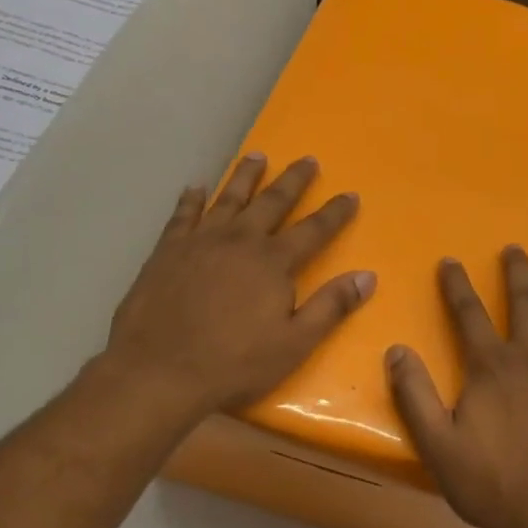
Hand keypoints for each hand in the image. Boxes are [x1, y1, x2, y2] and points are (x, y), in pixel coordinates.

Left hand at [95, 154, 373, 423]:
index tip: (351, 194)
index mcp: (273, 263)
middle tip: (307, 159)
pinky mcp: (167, 251)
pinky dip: (191, 198)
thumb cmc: (235, 364)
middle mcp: (239, 240)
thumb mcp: (295, 343)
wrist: (160, 371)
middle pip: (271, 202)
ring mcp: (199, 242)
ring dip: (245, 176)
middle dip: (293, 181)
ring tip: (257, 156)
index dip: (335, 213)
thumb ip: (331, 306)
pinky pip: (182, 214)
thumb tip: (367, 276)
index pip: (314, 230)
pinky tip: (196, 187)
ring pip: (228, 198)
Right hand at [387, 246, 527, 527]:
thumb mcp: (438, 444)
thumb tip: (396, 351)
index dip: (457, 286)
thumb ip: (414, 395)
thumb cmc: (491, 483)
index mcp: (491, 368)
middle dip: (517, 274)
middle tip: (515, 249)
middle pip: (525, 305)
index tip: (450, 261)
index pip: (469, 315)